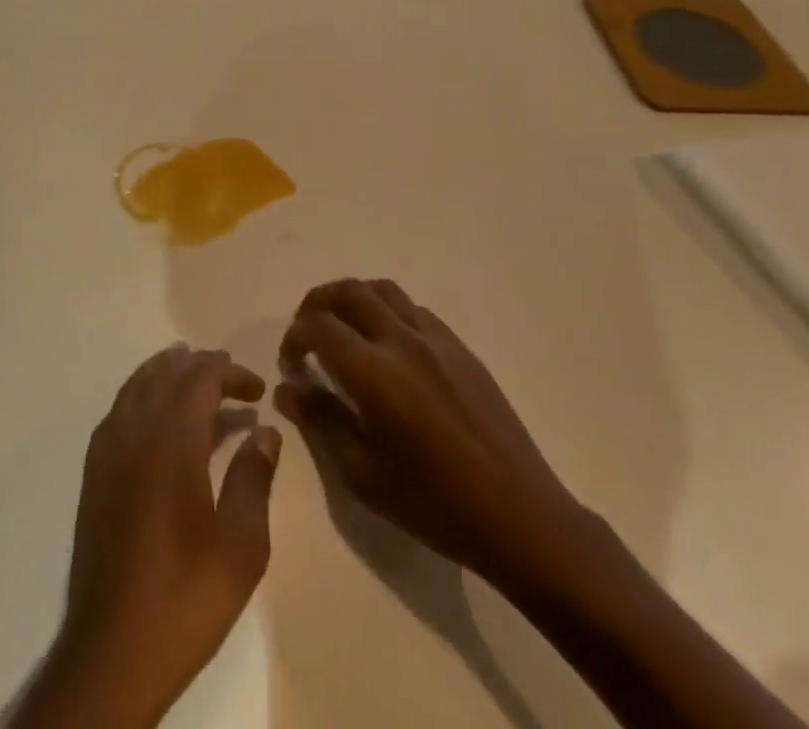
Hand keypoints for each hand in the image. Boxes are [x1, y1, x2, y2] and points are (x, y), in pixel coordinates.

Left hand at [31, 345, 280, 728]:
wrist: (113, 649)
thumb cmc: (186, 596)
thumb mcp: (241, 546)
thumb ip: (254, 479)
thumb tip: (266, 432)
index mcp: (172, 441)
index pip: (200, 379)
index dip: (230, 373)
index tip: (258, 388)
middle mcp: (135, 431)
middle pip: (167, 374)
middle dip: (201, 367)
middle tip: (233, 378)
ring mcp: (108, 449)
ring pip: (137, 385)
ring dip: (168, 372)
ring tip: (194, 374)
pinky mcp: (94, 471)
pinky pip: (119, 408)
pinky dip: (142, 393)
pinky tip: (157, 414)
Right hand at [275, 278, 597, 595]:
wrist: (520, 517)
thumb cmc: (435, 505)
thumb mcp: (364, 476)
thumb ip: (322, 421)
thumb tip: (287, 389)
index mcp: (374, 373)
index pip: (319, 326)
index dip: (295, 336)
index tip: (291, 361)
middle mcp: (402, 341)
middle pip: (348, 291)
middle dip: (317, 302)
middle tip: (307, 330)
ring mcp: (436, 339)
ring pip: (383, 290)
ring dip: (353, 298)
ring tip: (343, 326)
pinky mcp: (460, 348)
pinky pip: (414, 309)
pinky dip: (388, 311)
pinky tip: (387, 345)